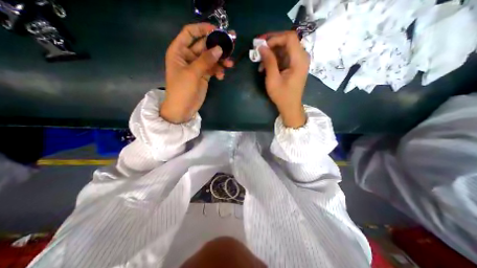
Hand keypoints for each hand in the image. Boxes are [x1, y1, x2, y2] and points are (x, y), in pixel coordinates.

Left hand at [161, 23, 233, 123]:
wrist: (182, 109)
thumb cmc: (182, 90)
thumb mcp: (192, 73)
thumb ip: (206, 60)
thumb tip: (219, 48)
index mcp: (179, 51)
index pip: (190, 33)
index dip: (202, 29)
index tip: (217, 30)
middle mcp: (188, 57)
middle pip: (204, 46)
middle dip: (216, 46)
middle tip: (231, 46)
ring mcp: (197, 67)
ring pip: (211, 58)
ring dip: (220, 60)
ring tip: (230, 64)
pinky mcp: (203, 76)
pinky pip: (213, 69)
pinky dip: (218, 71)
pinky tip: (221, 76)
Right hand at [260, 31, 310, 127]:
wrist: (290, 106)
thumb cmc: (282, 95)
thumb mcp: (273, 79)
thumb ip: (269, 61)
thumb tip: (261, 47)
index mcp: (299, 60)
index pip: (289, 38)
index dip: (275, 38)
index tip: (262, 45)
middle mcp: (302, 57)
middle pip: (287, 41)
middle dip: (271, 44)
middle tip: (258, 50)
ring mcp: (299, 61)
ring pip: (284, 48)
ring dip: (271, 53)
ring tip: (260, 63)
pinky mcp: (295, 65)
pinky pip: (284, 56)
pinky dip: (274, 59)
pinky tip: (266, 67)